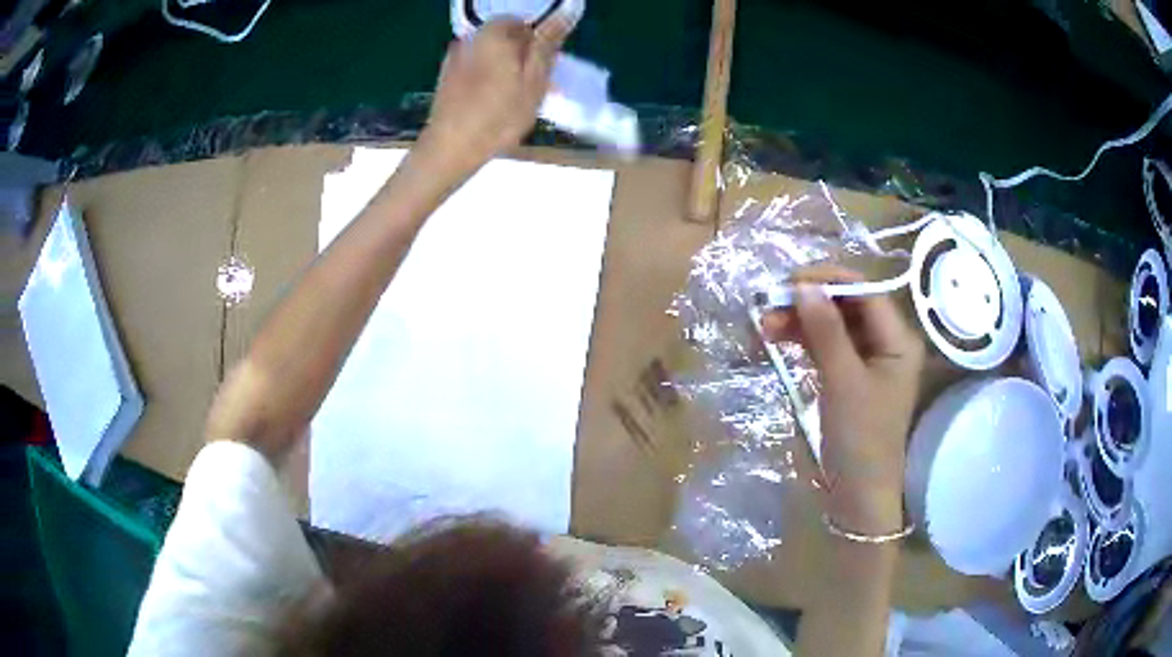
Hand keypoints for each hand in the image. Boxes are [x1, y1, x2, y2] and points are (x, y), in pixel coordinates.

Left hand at [418, 18, 569, 174]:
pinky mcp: (446, 79)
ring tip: (515, 98)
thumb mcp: (534, 80)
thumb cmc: (498, 115)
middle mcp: (470, 39)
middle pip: (503, 38)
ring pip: (489, 55)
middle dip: (521, 54)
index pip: (521, 22)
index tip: (546, 65)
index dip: (537, 41)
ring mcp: (453, 59)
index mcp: (492, 34)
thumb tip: (566, 10)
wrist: (449, 149)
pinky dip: (487, 80)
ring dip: (505, 68)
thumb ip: (547, 43)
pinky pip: (475, 70)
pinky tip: (493, 104)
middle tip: (534, 85)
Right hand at [761, 265, 923, 535]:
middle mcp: (886, 343)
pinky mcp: (850, 377)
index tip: (788, 283)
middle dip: (809, 302)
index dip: (827, 281)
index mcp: (898, 339)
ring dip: (802, 321)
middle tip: (769, 307)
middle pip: (847, 306)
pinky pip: (828, 347)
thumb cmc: (860, 438)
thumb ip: (826, 331)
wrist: (858, 494)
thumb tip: (803, 286)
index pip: (864, 292)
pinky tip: (779, 338)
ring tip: (765, 325)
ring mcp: (868, 361)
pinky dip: (805, 341)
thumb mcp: (843, 381)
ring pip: (834, 326)